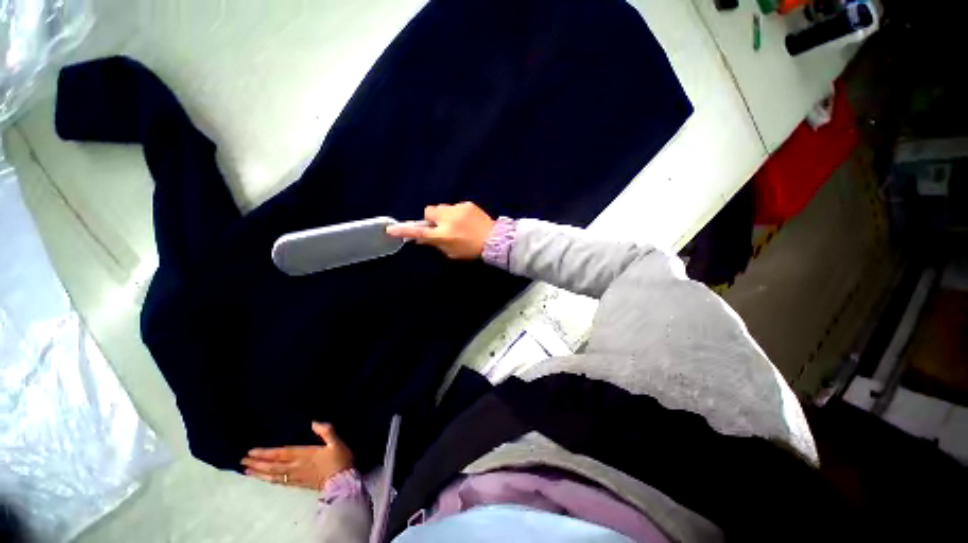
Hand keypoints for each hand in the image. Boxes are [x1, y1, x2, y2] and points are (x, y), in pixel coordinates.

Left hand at [241, 422, 353, 489]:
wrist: (344, 481)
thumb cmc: (340, 459)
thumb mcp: (337, 442)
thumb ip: (327, 431)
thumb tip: (314, 422)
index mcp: (305, 455)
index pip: (281, 453)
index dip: (266, 453)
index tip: (251, 451)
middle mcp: (296, 466)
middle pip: (273, 465)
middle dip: (257, 463)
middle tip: (242, 461)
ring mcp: (296, 477)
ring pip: (273, 475)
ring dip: (259, 473)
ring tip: (247, 471)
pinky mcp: (299, 484)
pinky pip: (280, 482)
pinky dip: (269, 480)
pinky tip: (264, 479)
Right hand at [386, 202, 494, 259]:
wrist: (494, 239)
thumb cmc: (471, 250)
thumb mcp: (451, 252)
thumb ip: (435, 244)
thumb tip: (420, 238)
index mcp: (444, 235)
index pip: (419, 232)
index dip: (405, 231)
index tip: (391, 229)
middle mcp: (448, 220)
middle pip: (429, 211)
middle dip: (431, 218)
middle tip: (440, 226)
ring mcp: (458, 210)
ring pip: (441, 208)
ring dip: (444, 215)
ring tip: (456, 223)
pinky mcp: (467, 204)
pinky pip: (455, 207)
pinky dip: (456, 213)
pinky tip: (466, 221)